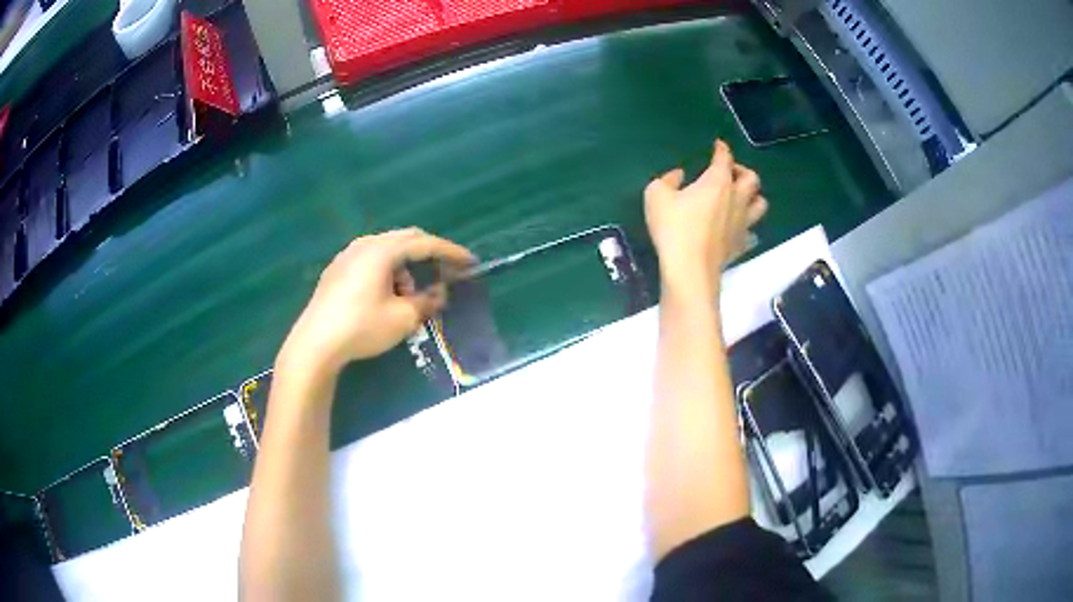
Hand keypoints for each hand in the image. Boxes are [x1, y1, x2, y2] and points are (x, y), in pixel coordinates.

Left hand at [278, 228, 475, 378]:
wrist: (315, 344)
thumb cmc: (362, 327)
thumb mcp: (403, 318)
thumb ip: (427, 301)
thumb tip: (439, 293)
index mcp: (382, 250)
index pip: (425, 244)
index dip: (450, 252)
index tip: (470, 262)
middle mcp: (364, 245)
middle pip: (405, 239)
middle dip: (428, 255)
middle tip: (445, 272)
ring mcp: (347, 255)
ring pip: (386, 250)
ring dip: (405, 267)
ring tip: (408, 297)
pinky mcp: (336, 270)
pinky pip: (370, 260)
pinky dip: (387, 271)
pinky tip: (384, 296)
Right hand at [643, 140, 766, 299]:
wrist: (690, 269)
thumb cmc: (673, 228)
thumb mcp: (656, 195)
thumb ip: (667, 180)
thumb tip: (678, 175)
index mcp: (718, 181)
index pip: (725, 158)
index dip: (722, 149)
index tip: (718, 146)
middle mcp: (736, 198)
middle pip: (752, 179)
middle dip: (742, 171)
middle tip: (730, 174)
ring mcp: (743, 223)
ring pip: (760, 204)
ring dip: (753, 198)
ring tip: (740, 199)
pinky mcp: (741, 245)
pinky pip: (752, 233)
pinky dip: (748, 228)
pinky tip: (737, 229)